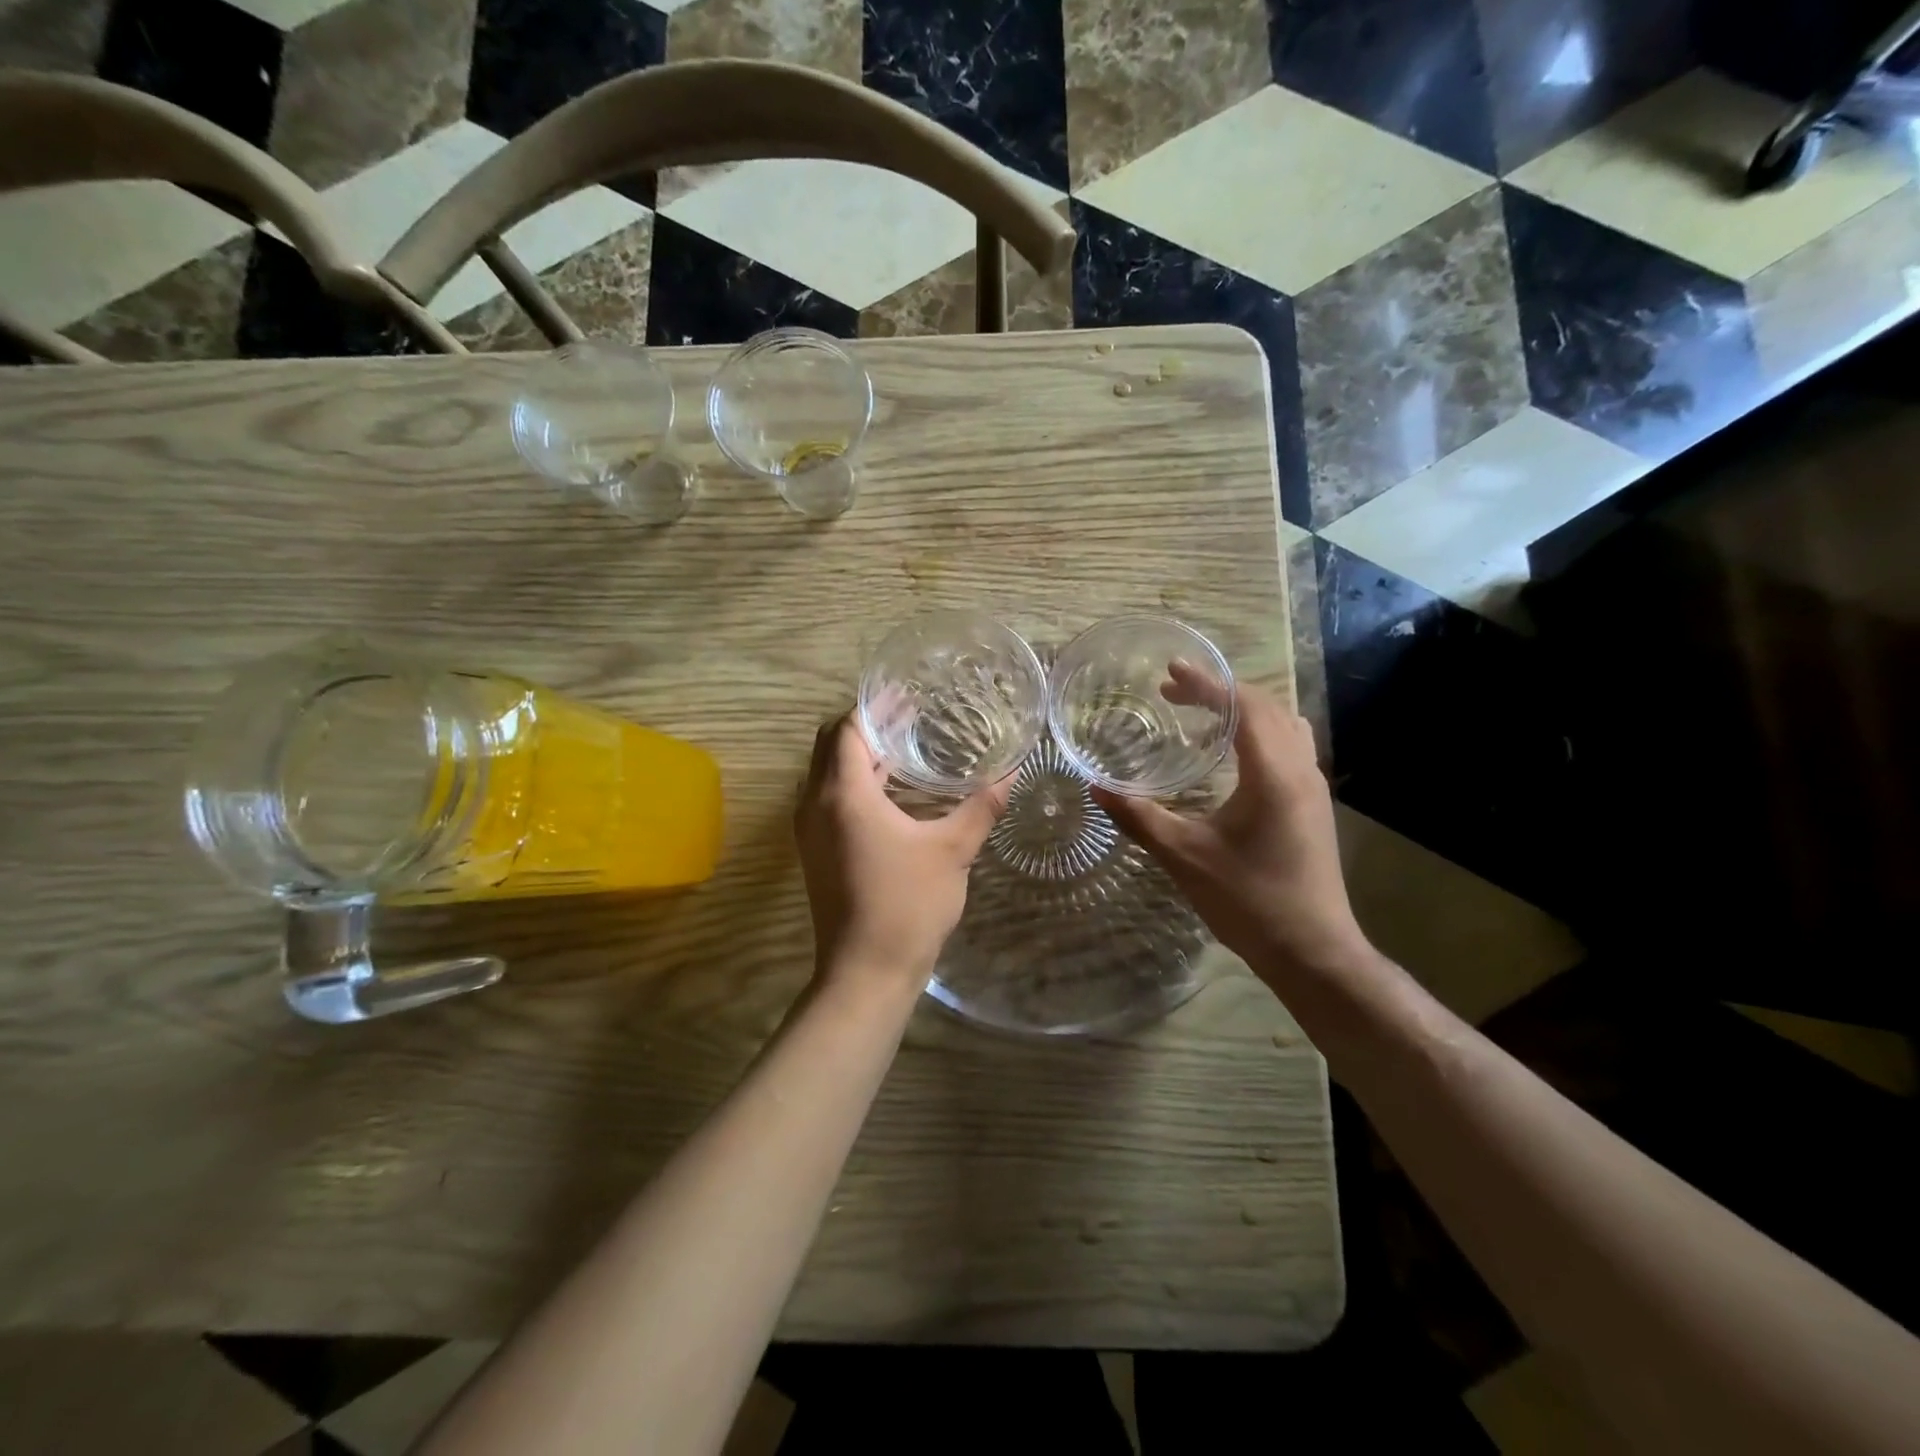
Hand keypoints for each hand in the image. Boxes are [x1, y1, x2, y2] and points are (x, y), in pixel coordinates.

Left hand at [794, 714, 1009, 990]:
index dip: (873, 707)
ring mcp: (810, 830)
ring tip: (902, 745)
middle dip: (864, 725)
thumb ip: (982, 806)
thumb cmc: (908, 905)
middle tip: (907, 715)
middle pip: (830, 745)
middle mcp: (815, 804)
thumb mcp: (953, 851)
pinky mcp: (815, 851)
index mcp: (843, 795)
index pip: (847, 729)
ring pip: (826, 773)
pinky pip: (828, 798)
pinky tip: (891, 790)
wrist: (866, 973)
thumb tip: (1013, 771)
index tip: (905, 695)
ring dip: (857, 754)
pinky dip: (852, 782)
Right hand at [1092, 668, 1369, 980]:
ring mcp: (1313, 786)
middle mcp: (1300, 769)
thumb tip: (1095, 787)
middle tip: (1175, 692)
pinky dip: (1259, 733)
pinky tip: (1230, 757)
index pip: (1242, 706)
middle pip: (1266, 706)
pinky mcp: (1313, 804)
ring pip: (1283, 724)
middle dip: (1220, 692)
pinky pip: (1290, 746)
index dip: (1206, 684)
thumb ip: (1138, 817)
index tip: (1171, 672)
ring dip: (1244, 710)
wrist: (1313, 951)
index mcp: (1273, 773)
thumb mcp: (1184, 856)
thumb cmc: (1248, 901)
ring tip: (1202, 716)